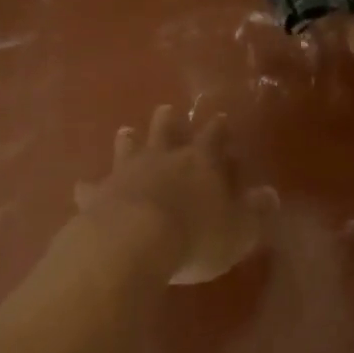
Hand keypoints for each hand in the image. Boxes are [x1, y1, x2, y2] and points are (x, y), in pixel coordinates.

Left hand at [74, 106, 274, 284]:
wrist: (133, 242)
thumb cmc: (196, 237)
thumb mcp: (238, 230)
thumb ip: (254, 212)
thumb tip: (270, 194)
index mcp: (201, 162)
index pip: (213, 138)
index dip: (218, 129)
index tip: (220, 117)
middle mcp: (163, 158)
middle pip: (166, 131)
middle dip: (169, 121)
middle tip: (166, 110)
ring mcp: (127, 173)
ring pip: (128, 148)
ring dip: (129, 141)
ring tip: (126, 131)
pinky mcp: (98, 194)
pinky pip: (92, 187)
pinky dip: (90, 187)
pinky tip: (82, 187)